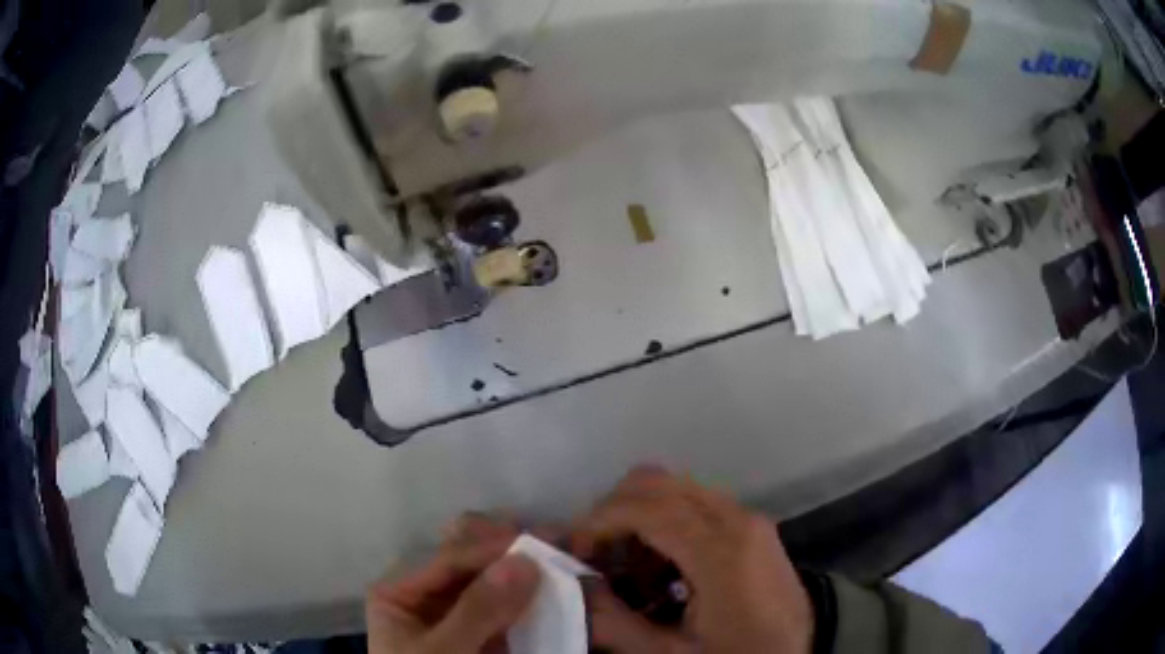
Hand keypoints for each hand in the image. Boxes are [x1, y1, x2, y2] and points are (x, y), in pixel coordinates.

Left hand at [366, 515, 540, 653]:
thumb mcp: (445, 653)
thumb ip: (479, 610)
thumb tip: (524, 561)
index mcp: (399, 593)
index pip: (448, 560)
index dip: (491, 549)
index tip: (538, 541)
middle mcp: (425, 598)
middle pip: (469, 568)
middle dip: (511, 557)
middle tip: (554, 543)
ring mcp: (455, 617)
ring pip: (491, 587)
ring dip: (524, 577)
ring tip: (561, 560)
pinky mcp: (481, 637)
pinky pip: (505, 612)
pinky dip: (529, 604)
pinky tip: (554, 593)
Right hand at [574, 466, 813, 653]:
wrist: (806, 650)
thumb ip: (614, 622)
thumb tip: (572, 589)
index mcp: (719, 550)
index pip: (646, 507)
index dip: (598, 521)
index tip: (575, 551)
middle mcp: (735, 518)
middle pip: (657, 481)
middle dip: (613, 510)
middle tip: (595, 554)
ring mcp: (748, 518)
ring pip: (676, 487)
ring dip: (639, 516)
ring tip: (629, 567)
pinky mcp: (753, 526)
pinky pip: (697, 504)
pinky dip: (665, 522)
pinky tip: (662, 568)